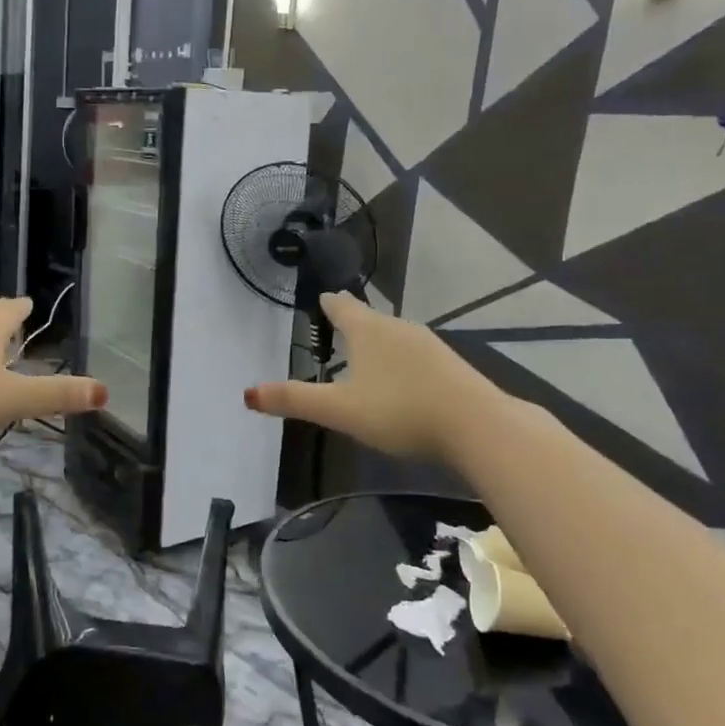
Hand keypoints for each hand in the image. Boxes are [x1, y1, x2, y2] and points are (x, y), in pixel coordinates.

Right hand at [245, 292, 487, 460]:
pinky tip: (403, 383)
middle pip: (369, 319)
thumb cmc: (399, 411)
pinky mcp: (450, 365)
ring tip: (366, 359)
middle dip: (353, 325)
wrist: (477, 425)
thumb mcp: (340, 410)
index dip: (328, 304)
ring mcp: (428, 344)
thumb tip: (247, 393)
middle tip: (337, 333)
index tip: (322, 300)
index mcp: (367, 331)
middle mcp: (397, 328)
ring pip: (394, 336)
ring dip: (378, 344)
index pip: (341, 306)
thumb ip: (295, 400)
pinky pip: (415, 355)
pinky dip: (401, 362)